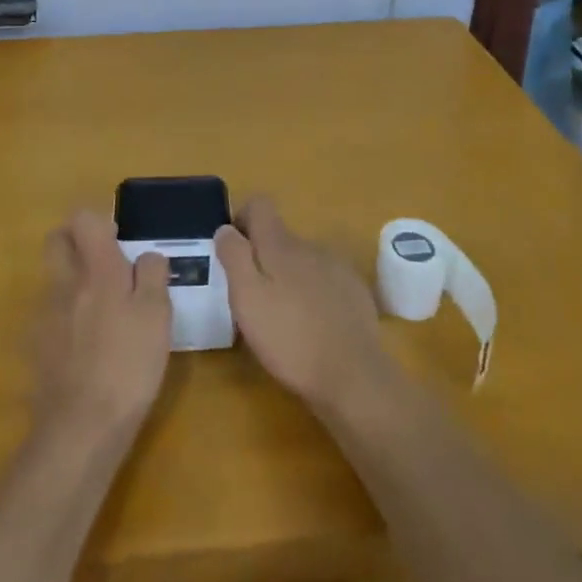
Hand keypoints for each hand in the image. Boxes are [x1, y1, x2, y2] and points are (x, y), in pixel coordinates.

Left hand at [34, 210, 171, 444]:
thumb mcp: (158, 316)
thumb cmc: (128, 365)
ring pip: (54, 279)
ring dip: (73, 282)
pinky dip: (67, 319)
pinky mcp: (37, 347)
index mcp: (96, 269)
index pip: (83, 219)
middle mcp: (64, 283)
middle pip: (57, 241)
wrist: (81, 427)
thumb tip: (146, 256)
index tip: (119, 240)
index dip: (100, 221)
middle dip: (76, 241)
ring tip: (105, 313)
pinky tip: (89, 347)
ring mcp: (45, 316)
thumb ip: (153, 275)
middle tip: (105, 263)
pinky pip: (51, 316)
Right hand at [215, 198, 394, 414]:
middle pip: (280, 237)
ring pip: (303, 261)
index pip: (259, 205)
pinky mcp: (356, 292)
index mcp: (281, 244)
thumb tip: (226, 228)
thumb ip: (234, 257)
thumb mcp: (247, 298)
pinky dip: (314, 294)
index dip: (242, 219)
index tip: (233, 250)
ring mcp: (337, 268)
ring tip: (285, 318)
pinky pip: (326, 280)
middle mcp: (310, 246)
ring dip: (289, 278)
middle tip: (255, 299)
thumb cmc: (289, 338)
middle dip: (263, 259)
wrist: (353, 376)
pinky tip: (314, 326)